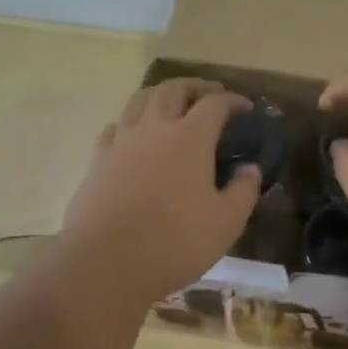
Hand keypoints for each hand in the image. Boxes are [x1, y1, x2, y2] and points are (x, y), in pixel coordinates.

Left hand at [60, 78, 262, 301]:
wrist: (106, 262)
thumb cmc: (175, 242)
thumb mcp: (226, 223)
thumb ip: (244, 191)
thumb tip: (250, 168)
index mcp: (190, 138)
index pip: (215, 104)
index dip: (233, 100)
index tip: (245, 107)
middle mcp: (154, 129)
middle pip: (173, 89)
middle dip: (195, 86)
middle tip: (210, 93)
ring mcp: (121, 143)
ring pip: (139, 100)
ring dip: (160, 94)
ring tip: (171, 102)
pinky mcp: (97, 161)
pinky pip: (114, 127)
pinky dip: (130, 121)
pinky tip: (133, 134)